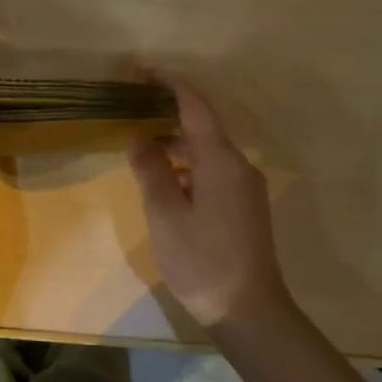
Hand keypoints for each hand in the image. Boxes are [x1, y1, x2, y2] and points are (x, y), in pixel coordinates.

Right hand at [128, 80, 295, 329]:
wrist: (249, 310)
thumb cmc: (202, 260)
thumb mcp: (165, 214)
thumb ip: (150, 170)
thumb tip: (139, 139)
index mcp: (221, 161)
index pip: (196, 106)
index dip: (170, 84)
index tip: (142, 71)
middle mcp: (238, 166)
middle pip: (203, 126)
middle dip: (169, 111)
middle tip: (132, 108)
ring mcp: (245, 188)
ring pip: (207, 150)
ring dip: (176, 141)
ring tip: (140, 144)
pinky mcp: (244, 207)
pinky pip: (213, 170)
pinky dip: (187, 164)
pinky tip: (165, 179)